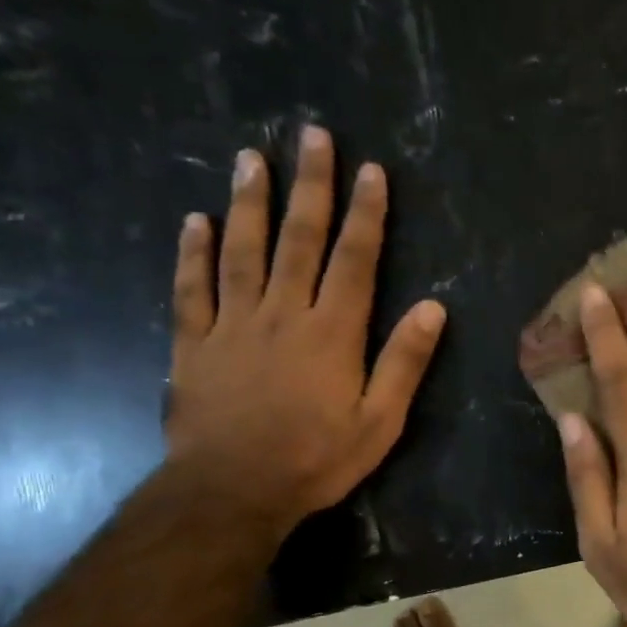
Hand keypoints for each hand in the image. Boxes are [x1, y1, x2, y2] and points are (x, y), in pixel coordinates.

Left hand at [164, 126, 445, 538]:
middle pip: (298, 239)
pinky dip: (193, 253)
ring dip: (249, 202)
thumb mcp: (380, 421)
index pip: (355, 259)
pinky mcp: (194, 344)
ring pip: (242, 251)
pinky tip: (195, 221)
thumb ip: (404, 362)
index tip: (371, 170)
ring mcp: (233, 325)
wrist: (233, 491)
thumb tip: (434, 307)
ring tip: (250, 158)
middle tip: (312, 135)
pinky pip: (192, 289)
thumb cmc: (315, 459)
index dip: (366, 213)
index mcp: (333, 332)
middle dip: (310, 186)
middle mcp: (283, 314)